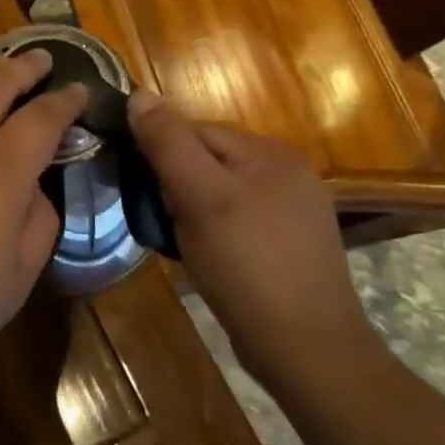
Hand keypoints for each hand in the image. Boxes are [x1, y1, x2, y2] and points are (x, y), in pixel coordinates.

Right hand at [127, 92, 380, 396]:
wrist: (306, 349)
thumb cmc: (247, 266)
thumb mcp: (199, 198)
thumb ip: (168, 144)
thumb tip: (139, 95)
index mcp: (271, 152)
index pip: (196, 130)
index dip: (160, 154)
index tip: (141, 188)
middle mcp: (289, 171)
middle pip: (209, 158)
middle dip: (176, 183)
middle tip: (161, 218)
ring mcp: (295, 208)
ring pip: (221, 189)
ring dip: (191, 207)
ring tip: (179, 238)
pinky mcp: (292, 242)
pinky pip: (238, 217)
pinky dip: (214, 228)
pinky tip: (207, 254)